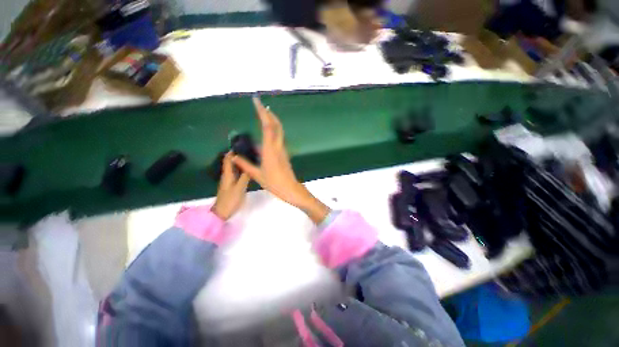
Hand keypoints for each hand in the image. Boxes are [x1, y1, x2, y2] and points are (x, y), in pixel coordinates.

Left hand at [212, 152, 250, 219]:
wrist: (222, 213)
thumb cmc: (230, 200)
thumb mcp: (239, 188)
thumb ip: (245, 177)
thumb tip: (250, 166)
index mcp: (227, 175)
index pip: (228, 160)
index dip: (232, 152)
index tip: (240, 145)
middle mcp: (227, 176)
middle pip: (231, 163)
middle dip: (237, 156)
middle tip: (249, 151)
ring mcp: (229, 181)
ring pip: (234, 169)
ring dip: (240, 163)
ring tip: (250, 159)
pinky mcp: (232, 186)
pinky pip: (237, 174)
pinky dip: (241, 170)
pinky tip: (248, 171)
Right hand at [232, 97, 330, 223]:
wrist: (291, 188)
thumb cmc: (274, 183)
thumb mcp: (257, 175)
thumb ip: (245, 165)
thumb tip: (234, 156)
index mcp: (270, 149)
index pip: (267, 127)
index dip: (262, 113)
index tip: (257, 102)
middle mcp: (278, 146)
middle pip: (276, 125)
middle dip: (268, 113)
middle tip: (260, 105)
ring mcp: (283, 149)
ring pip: (279, 131)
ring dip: (272, 120)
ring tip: (263, 115)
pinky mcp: (284, 153)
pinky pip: (278, 138)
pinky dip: (273, 130)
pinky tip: (266, 132)